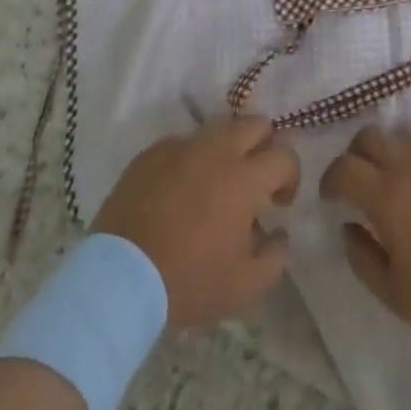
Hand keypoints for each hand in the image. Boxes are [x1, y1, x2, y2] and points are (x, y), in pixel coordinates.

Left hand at [91, 116, 298, 329]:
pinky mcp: (151, 153)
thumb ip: (276, 256)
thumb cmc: (189, 281)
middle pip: (255, 123)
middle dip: (264, 146)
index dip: (291, 176)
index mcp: (245, 176)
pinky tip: (182, 190)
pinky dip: (192, 159)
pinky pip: (183, 143)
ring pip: (218, 128)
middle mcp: (216, 149)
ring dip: (229, 149)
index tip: (279, 203)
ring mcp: (181, 146)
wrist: (119, 280)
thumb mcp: (246, 286)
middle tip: (255, 181)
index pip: (285, 154)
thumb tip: (279, 233)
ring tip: (218, 183)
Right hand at [320, 125, 410, 335]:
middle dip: (357, 154)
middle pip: (370, 137)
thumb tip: (349, 228)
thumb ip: (363, 259)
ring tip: (405, 190)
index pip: (343, 168)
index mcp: (386, 195)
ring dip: (395, 159)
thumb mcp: (396, 294)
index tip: (331, 197)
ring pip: (406, 141)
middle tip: (361, 182)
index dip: (330, 179)